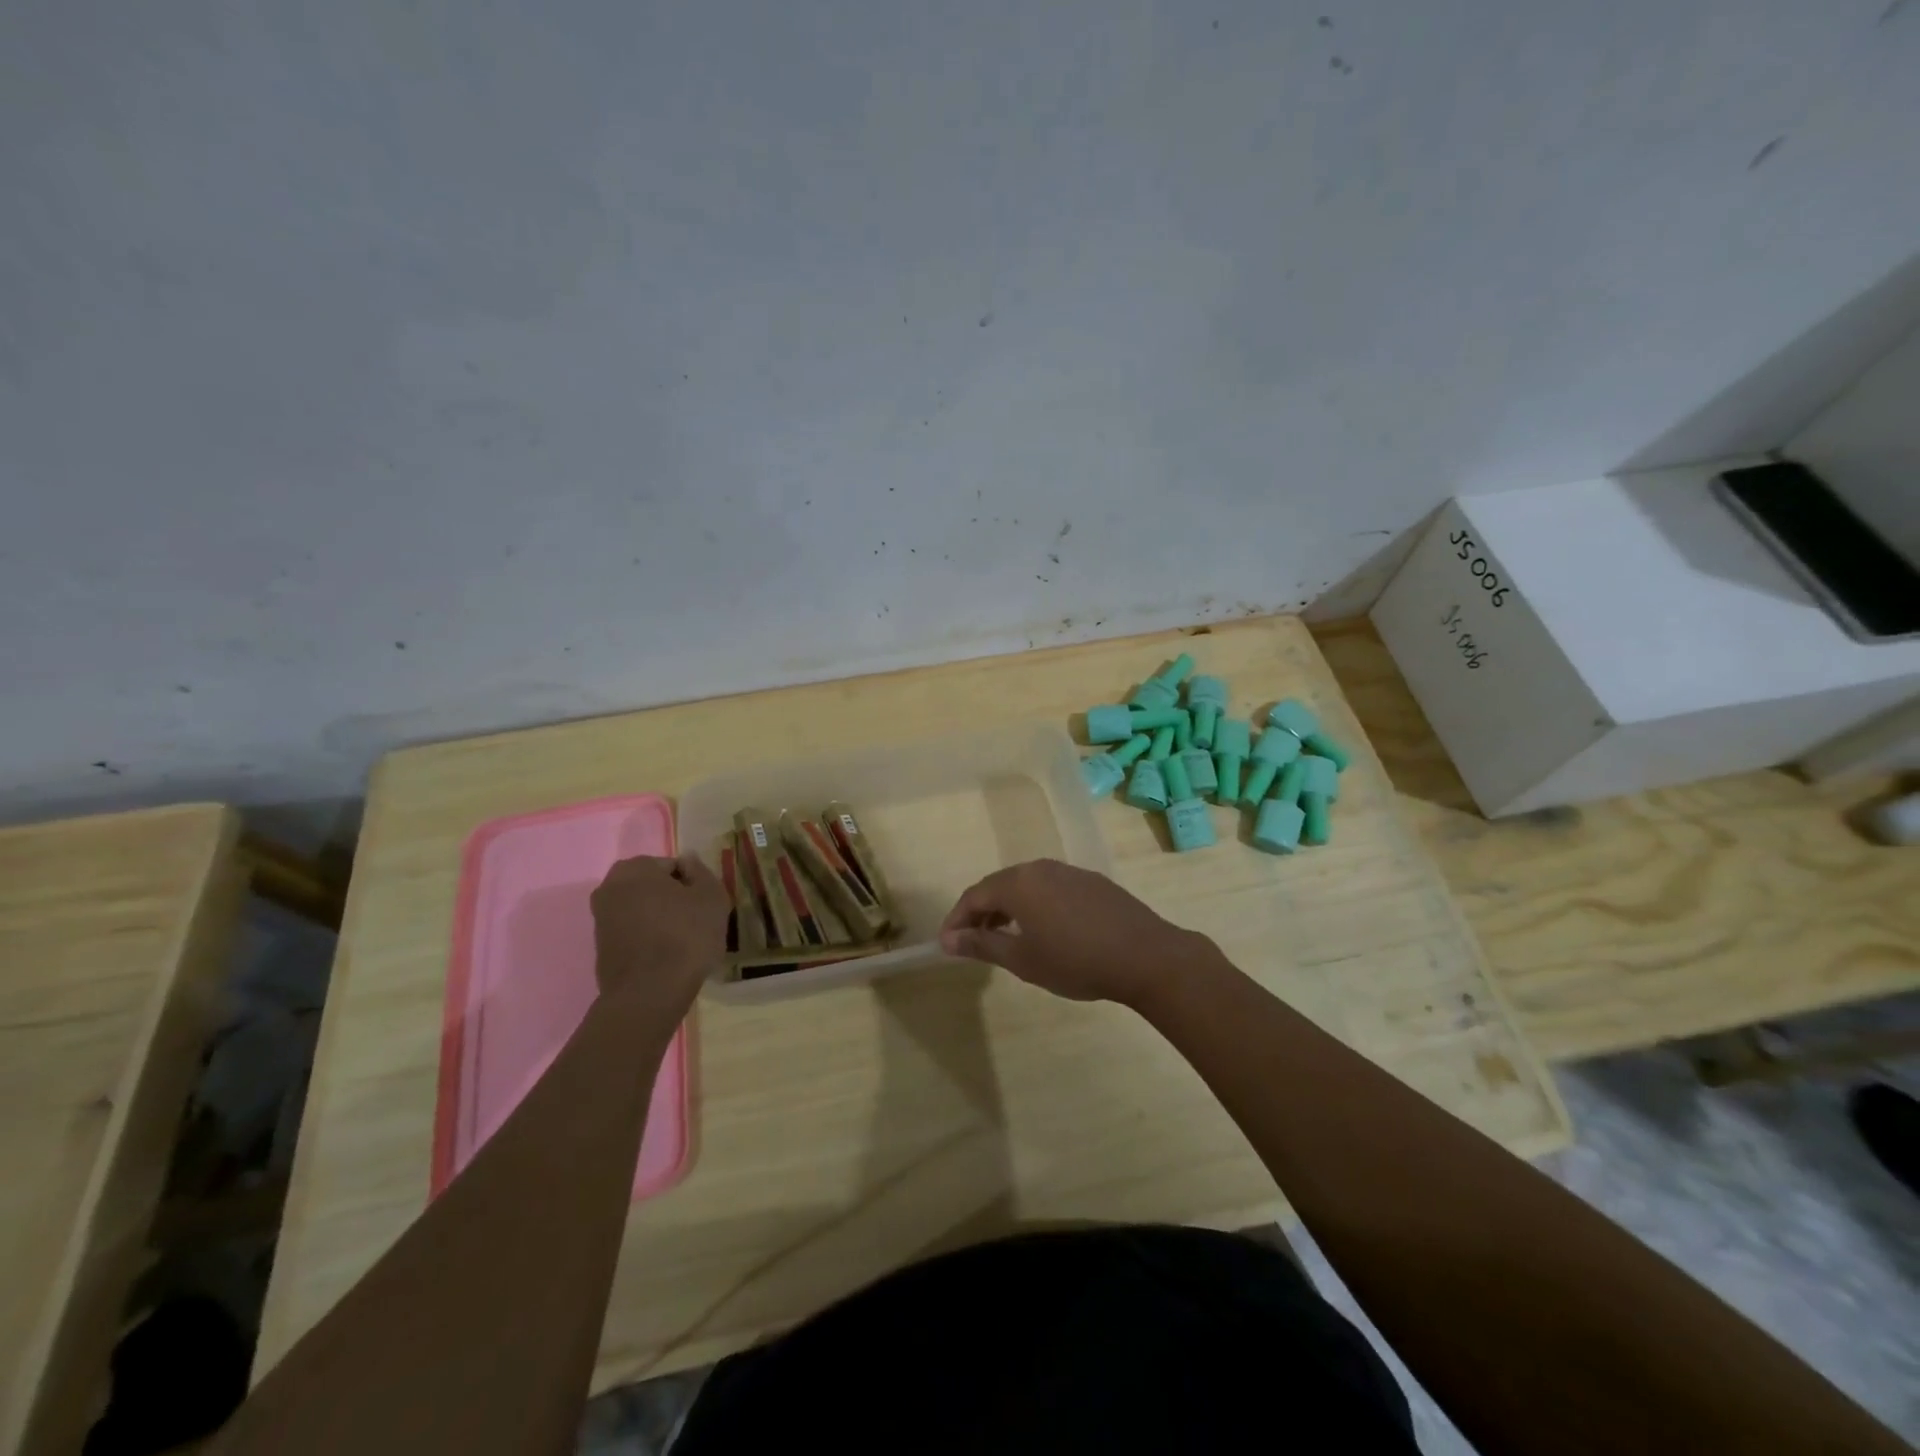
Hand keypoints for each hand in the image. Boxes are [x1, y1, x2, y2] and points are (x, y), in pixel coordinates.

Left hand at [590, 855, 728, 1014]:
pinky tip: (666, 956)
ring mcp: (600, 919)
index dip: (693, 885)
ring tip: (682, 942)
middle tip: (696, 922)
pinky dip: (648, 938)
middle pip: (654, 887)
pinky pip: (633, 933)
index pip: (673, 866)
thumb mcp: (711, 896)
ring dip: (661, 919)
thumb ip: (700, 871)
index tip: (704, 906)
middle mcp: (609, 887)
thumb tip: (687, 862)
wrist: (650, 994)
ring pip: (643, 910)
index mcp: (635, 868)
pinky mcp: (601, 948)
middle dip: (673, 900)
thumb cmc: (686, 936)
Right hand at [938, 859, 1214, 1006]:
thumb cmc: (1076, 961)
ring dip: (1009, 909)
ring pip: (1026, 886)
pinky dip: (1035, 906)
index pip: (974, 895)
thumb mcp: (1022, 959)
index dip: (957, 920)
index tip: (947, 944)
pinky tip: (1044, 931)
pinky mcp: (1092, 882)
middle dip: (981, 913)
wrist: (1146, 956)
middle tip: (972, 943)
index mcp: (1018, 883)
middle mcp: (1041, 868)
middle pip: (999, 886)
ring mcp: (1069, 872)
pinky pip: (1050, 889)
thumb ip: (982, 945)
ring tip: (1005, 939)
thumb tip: (947, 939)